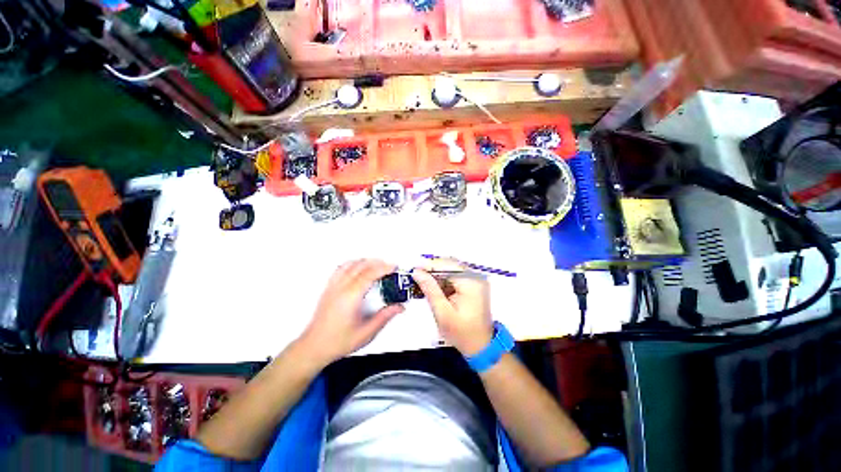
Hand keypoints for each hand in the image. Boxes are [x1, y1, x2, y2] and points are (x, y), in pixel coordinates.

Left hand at [298, 259, 403, 365]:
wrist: (314, 347)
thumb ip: (384, 317)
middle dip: (378, 263)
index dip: (383, 268)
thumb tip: (399, 307)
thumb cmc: (338, 342)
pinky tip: (358, 266)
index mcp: (350, 298)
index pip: (369, 274)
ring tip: (378, 264)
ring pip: (350, 265)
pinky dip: (353, 263)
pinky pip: (341, 269)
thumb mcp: (366, 333)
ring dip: (366, 261)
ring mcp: (333, 287)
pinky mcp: (329, 288)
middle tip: (390, 266)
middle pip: (361, 266)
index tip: (394, 266)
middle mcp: (340, 289)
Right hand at [412, 259, 493, 355]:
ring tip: (423, 283)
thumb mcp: (442, 313)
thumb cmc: (462, 333)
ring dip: (437, 275)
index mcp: (471, 283)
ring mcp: (476, 280)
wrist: (480, 346)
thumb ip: (430, 289)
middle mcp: (476, 277)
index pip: (447, 265)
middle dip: (432, 269)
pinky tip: (435, 288)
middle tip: (416, 276)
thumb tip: (417, 271)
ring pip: (451, 269)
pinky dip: (444, 280)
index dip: (429, 265)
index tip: (414, 269)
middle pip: (450, 264)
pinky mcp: (474, 284)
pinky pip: (456, 276)